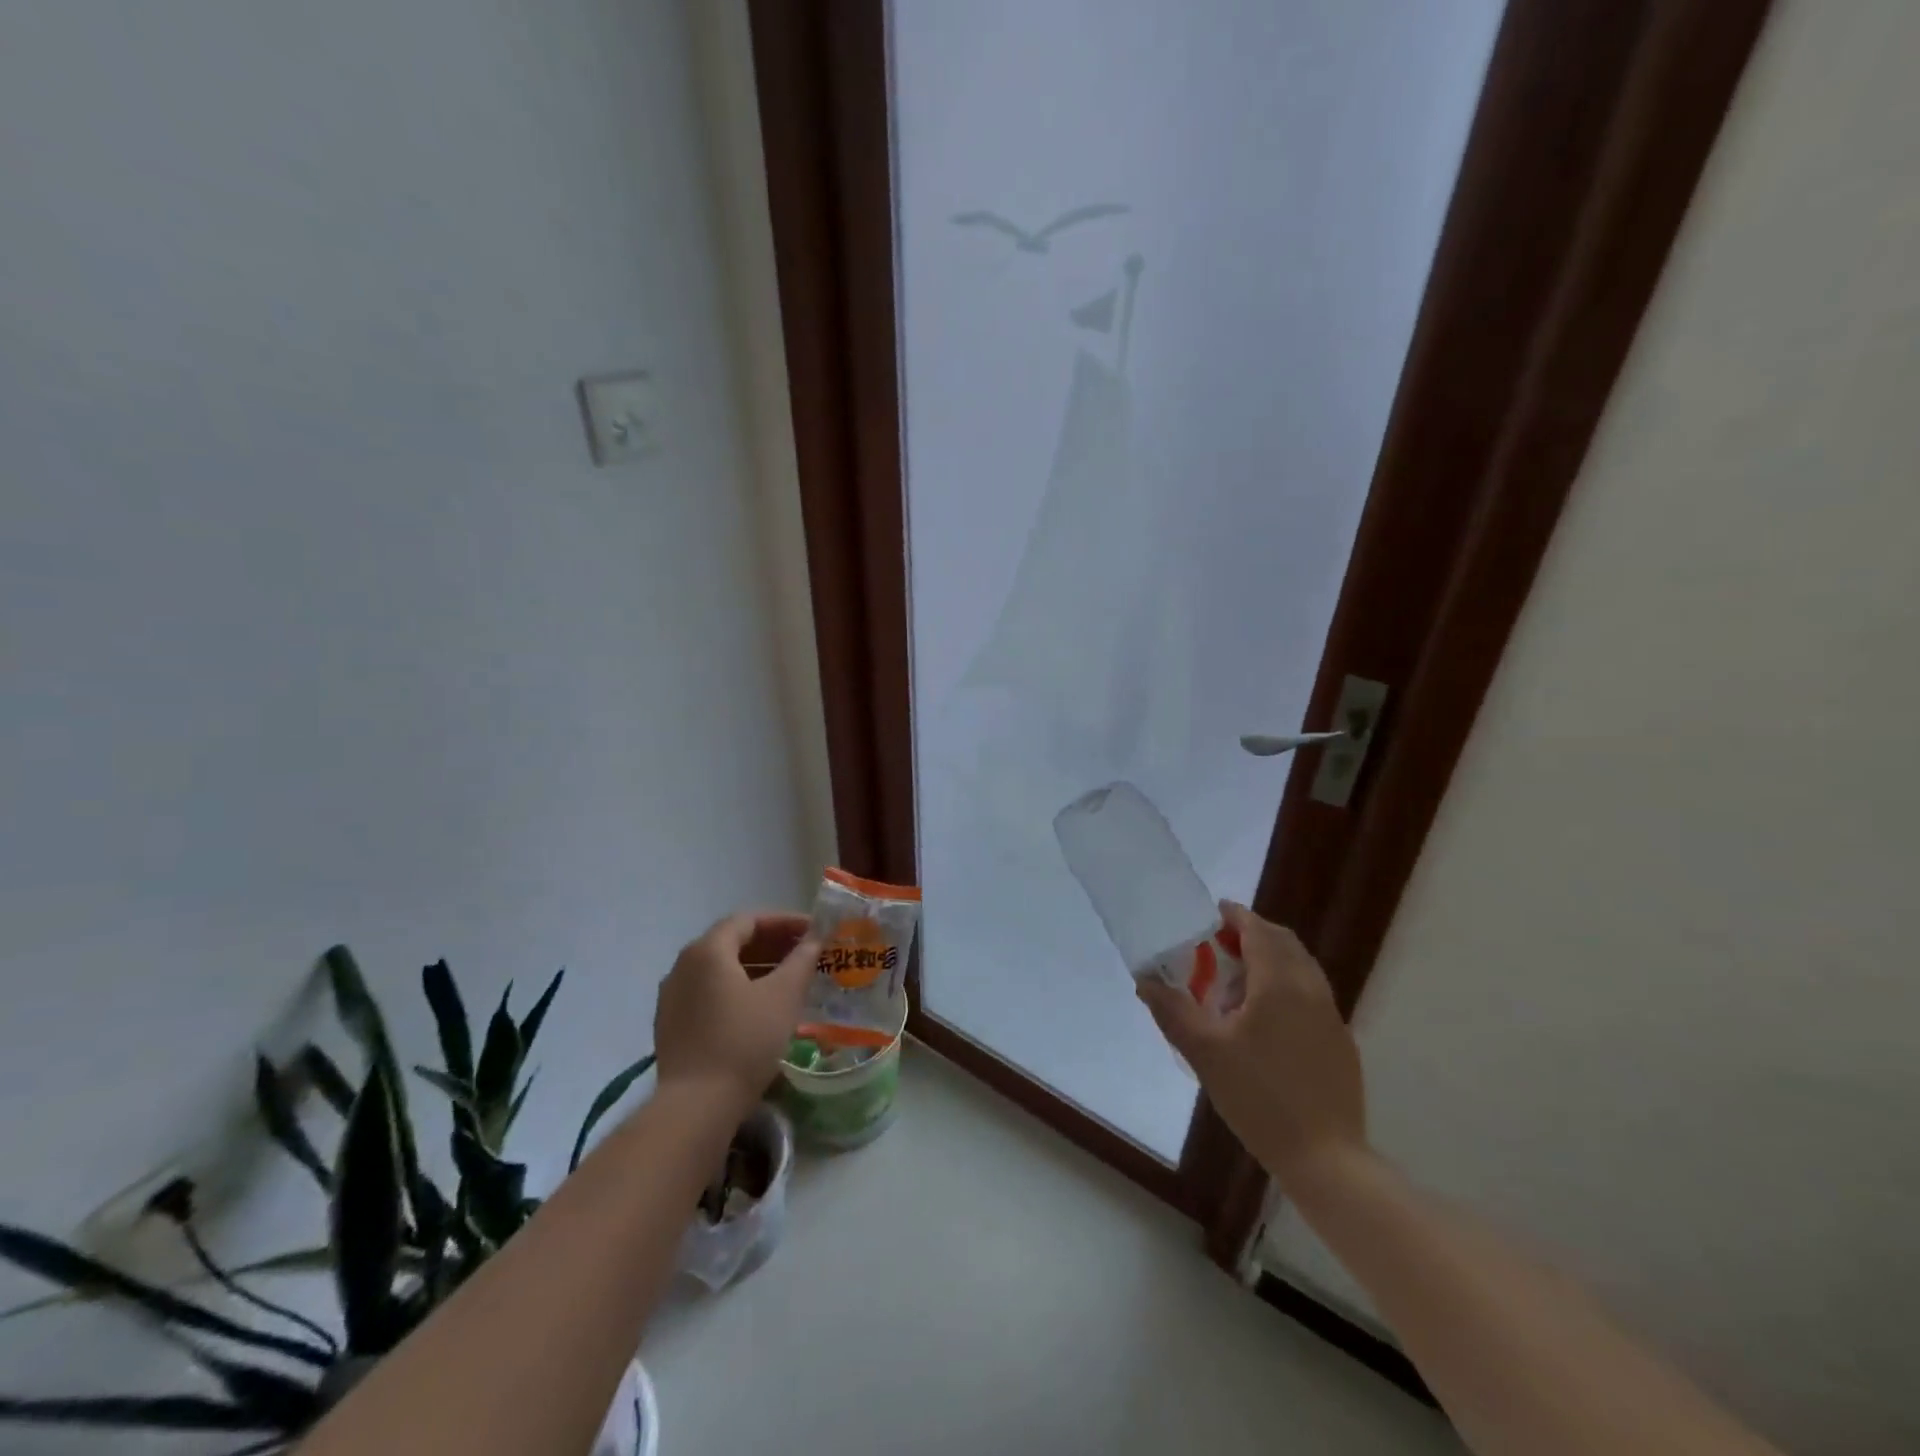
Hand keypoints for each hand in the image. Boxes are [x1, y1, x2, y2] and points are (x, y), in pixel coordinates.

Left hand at [654, 912, 819, 1112]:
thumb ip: (802, 959)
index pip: (748, 920)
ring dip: (756, 968)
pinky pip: (709, 993)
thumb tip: (816, 938)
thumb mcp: (783, 996)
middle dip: (771, 944)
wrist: (696, 1107)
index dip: (784, 921)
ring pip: (720, 970)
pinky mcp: (671, 1026)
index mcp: (707, 950)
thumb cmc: (744, 1041)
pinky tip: (760, 1008)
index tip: (813, 932)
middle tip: (805, 954)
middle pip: (732, 942)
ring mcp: (672, 997)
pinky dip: (737, 990)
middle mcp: (683, 966)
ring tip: (788, 980)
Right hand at [1137, 901, 1367, 1186]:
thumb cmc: (1259, 1097)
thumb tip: (1145, 981)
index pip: (1259, 931)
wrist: (1326, 1159)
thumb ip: (1172, 1010)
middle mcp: (1311, 990)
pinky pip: (1311, 995)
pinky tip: (1265, 1021)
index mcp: (1280, 983)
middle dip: (1253, 934)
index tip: (1214, 912)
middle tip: (1220, 946)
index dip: (1236, 916)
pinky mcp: (1340, 1042)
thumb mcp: (1204, 1052)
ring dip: (1271, 961)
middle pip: (1284, 943)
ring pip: (1301, 969)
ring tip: (1237, 985)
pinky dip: (1287, 987)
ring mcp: (1332, 1016)